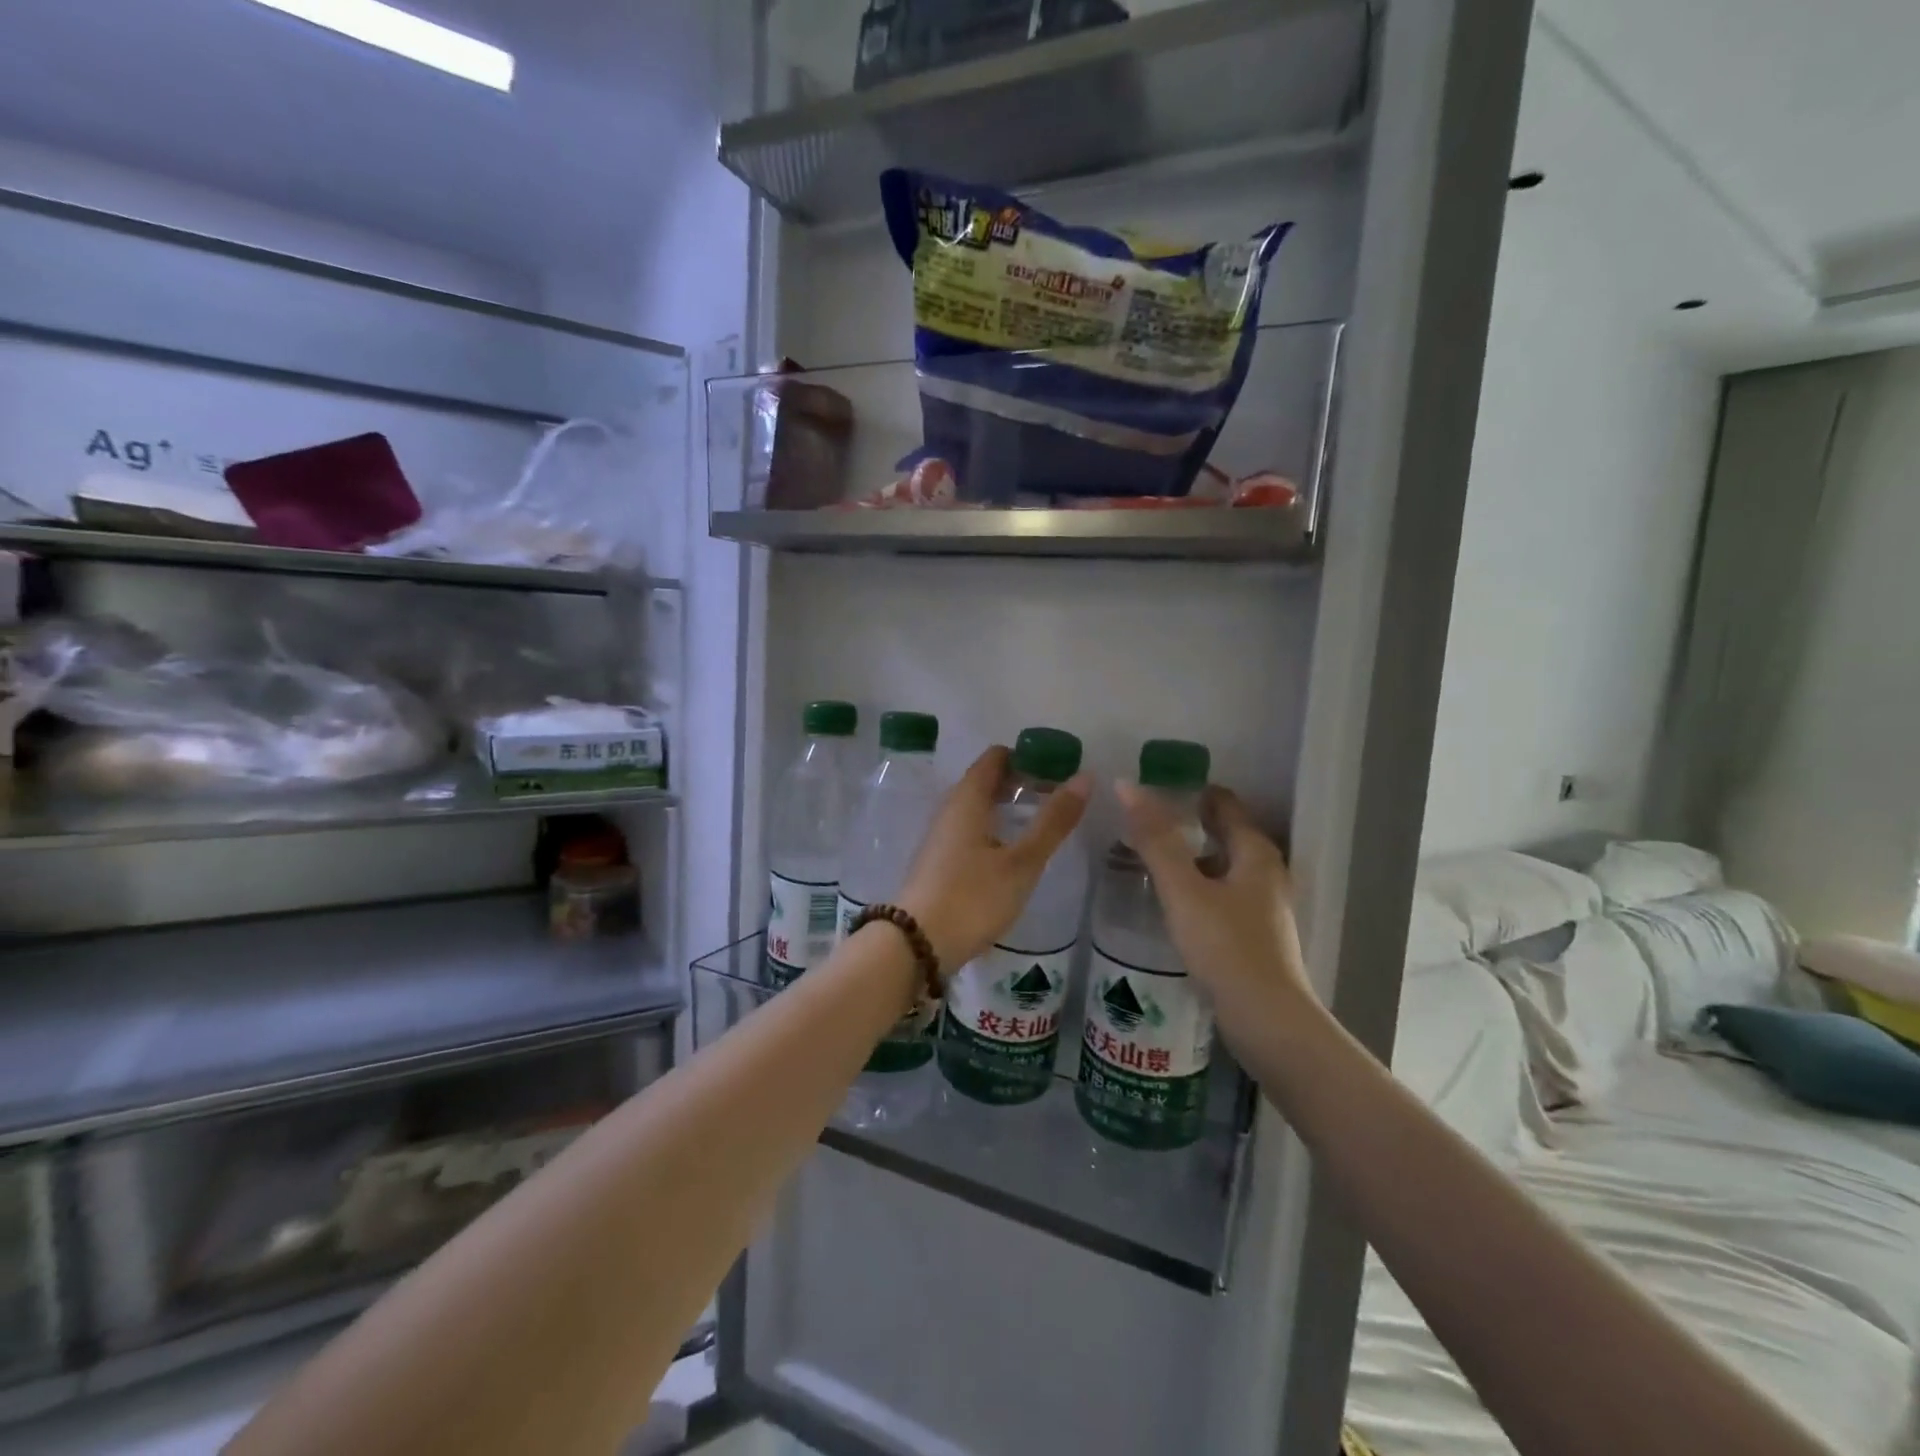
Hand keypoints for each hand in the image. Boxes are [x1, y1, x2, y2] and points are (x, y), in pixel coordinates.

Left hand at [897, 746, 1091, 972]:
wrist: (917, 944)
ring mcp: (940, 836)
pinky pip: (969, 830)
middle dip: (1020, 783)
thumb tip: (1084, 777)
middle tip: (1057, 798)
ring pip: (977, 807)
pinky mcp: (938, 861)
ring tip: (1040, 824)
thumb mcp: (1022, 862)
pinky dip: (994, 829)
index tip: (1057, 770)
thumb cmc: (973, 897)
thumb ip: (1053, 821)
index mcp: (967, 799)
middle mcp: (949, 809)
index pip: (995, 757)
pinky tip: (1011, 853)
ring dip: (1007, 808)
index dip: (1026, 757)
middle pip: (985, 781)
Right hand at [1116, 781, 1308, 1010]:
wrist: (1267, 1021)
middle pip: (1224, 832)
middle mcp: (1266, 871)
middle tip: (1141, 821)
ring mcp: (1263, 905)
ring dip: (1190, 857)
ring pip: (1222, 865)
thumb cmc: (1226, 947)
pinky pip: (1222, 894)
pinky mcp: (1255, 933)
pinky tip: (1171, 900)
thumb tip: (1127, 785)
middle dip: (1187, 823)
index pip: (1223, 802)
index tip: (1151, 787)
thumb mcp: (1183, 890)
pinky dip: (1197, 886)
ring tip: (1148, 857)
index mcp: (1255, 851)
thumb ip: (1155, 839)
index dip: (1189, 790)